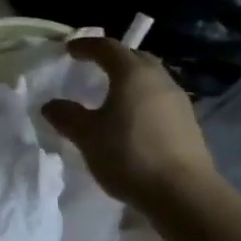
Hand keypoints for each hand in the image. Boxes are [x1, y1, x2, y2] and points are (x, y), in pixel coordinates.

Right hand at [43, 37, 218, 210]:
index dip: (86, 46)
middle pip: (134, 58)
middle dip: (113, 58)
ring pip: (150, 79)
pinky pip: (159, 100)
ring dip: (130, 80)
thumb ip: (66, 115)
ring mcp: (178, 102)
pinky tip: (131, 119)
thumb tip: (51, 105)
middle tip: (93, 66)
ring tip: (112, 94)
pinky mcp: (188, 125)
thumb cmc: (129, 154)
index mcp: (132, 74)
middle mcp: (159, 80)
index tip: (69, 50)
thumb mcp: (86, 135)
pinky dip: (142, 100)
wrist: (184, 195)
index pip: (107, 47)